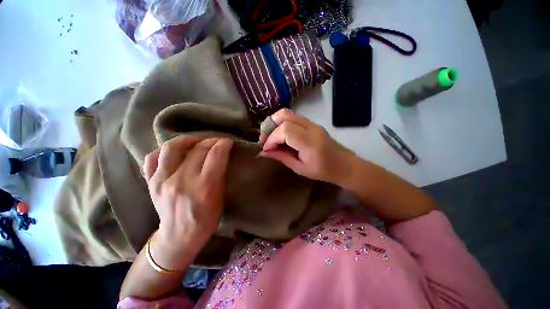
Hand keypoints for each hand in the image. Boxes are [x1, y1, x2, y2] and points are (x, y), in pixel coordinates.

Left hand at [143, 136, 232, 269]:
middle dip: (211, 141)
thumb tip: (220, 156)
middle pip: (197, 149)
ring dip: (187, 140)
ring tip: (196, 141)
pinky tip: (175, 152)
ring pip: (172, 147)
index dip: (223, 144)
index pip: (215, 155)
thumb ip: (219, 175)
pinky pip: (153, 158)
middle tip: (216, 141)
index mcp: (204, 187)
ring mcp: (162, 181)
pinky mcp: (150, 183)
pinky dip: (164, 150)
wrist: (178, 237)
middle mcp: (182, 181)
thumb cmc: (206, 219)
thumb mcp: (220, 198)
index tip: (228, 141)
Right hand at [259, 108, 357, 185]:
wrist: (345, 165)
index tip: (266, 148)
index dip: (271, 138)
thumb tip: (264, 152)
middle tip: (265, 139)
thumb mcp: (300, 168)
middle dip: (270, 126)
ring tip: (271, 136)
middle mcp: (311, 127)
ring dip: (275, 123)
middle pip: (284, 115)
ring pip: (287, 113)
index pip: (284, 130)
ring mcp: (312, 123)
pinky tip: (280, 135)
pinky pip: (293, 117)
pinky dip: (282, 123)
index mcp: (309, 142)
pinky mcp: (312, 123)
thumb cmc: (323, 171)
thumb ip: (281, 157)